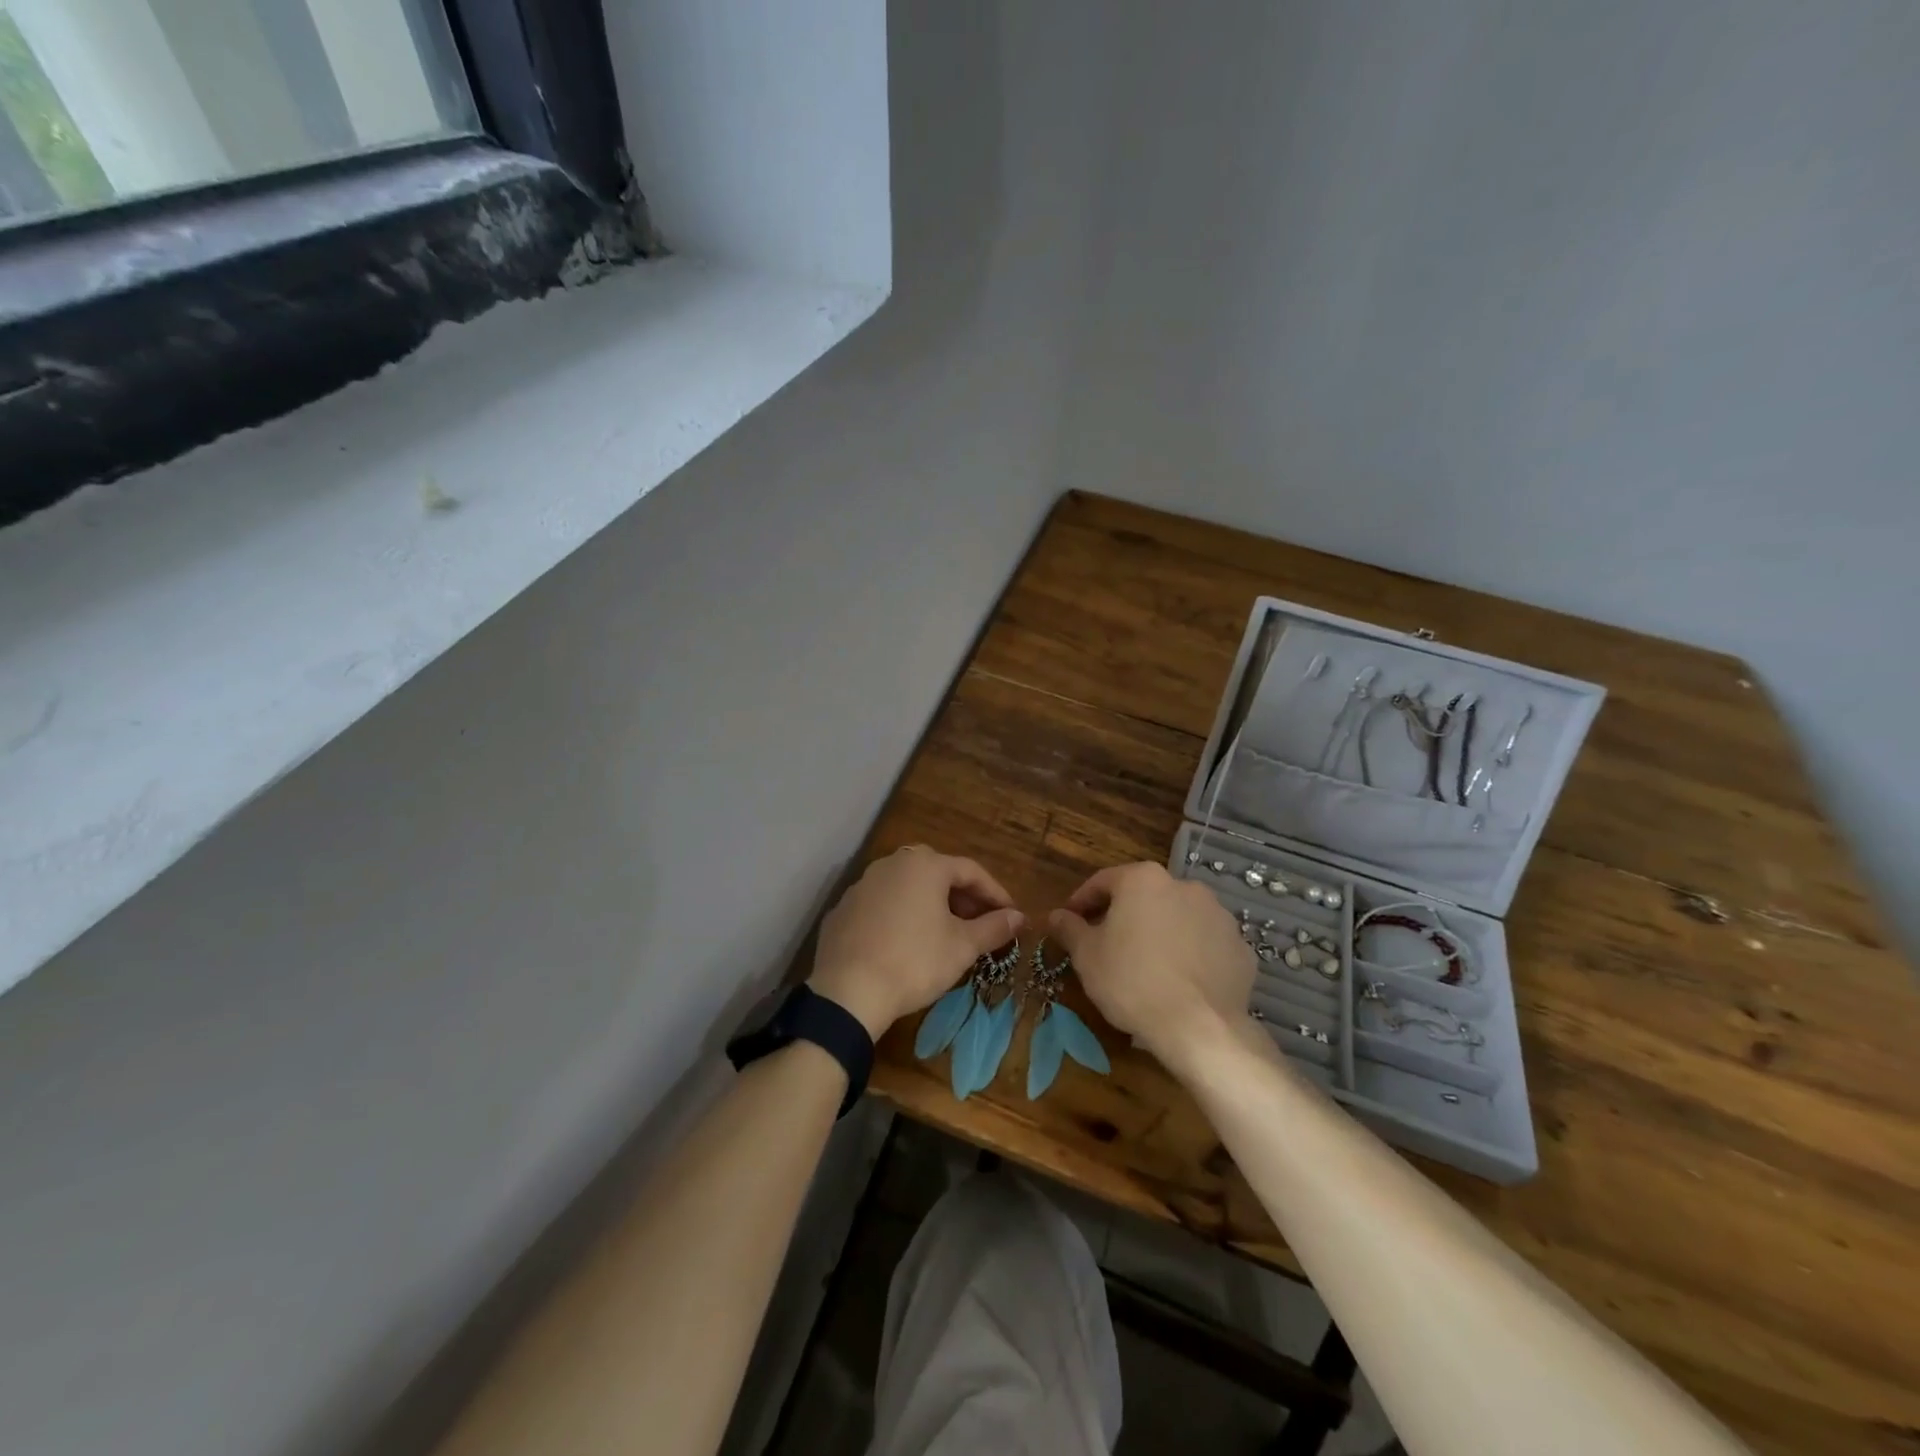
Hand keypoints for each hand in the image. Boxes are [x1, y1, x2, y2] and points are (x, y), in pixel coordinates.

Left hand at [809, 846, 1025, 1038]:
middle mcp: (892, 864)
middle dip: (963, 897)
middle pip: (937, 873)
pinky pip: (882, 904)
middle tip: (979, 922)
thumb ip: (993, 927)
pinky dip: (901, 915)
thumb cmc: (915, 962)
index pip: (970, 871)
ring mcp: (863, 884)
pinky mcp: (843, 909)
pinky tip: (907, 942)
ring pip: (907, 887)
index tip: (1010, 915)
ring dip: (931, 904)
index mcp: (925, 865)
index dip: (995, 893)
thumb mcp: (962, 947)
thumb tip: (1019, 917)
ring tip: (946, 932)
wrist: (848, 991)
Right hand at [1047, 862, 1253, 1074]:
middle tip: (1106, 944)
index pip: (1103, 881)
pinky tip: (1179, 982)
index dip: (1082, 901)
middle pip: (1144, 896)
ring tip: (1146, 965)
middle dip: (1124, 916)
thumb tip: (1056, 915)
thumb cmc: (1131, 981)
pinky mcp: (1241, 948)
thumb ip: (1070, 929)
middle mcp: (1185, 886)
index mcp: (1143, 880)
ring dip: (1160, 933)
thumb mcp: (1087, 956)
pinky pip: (1205, 945)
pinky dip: (1191, 955)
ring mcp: (1219, 916)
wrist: (1200, 1027)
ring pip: (1178, 918)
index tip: (1070, 921)